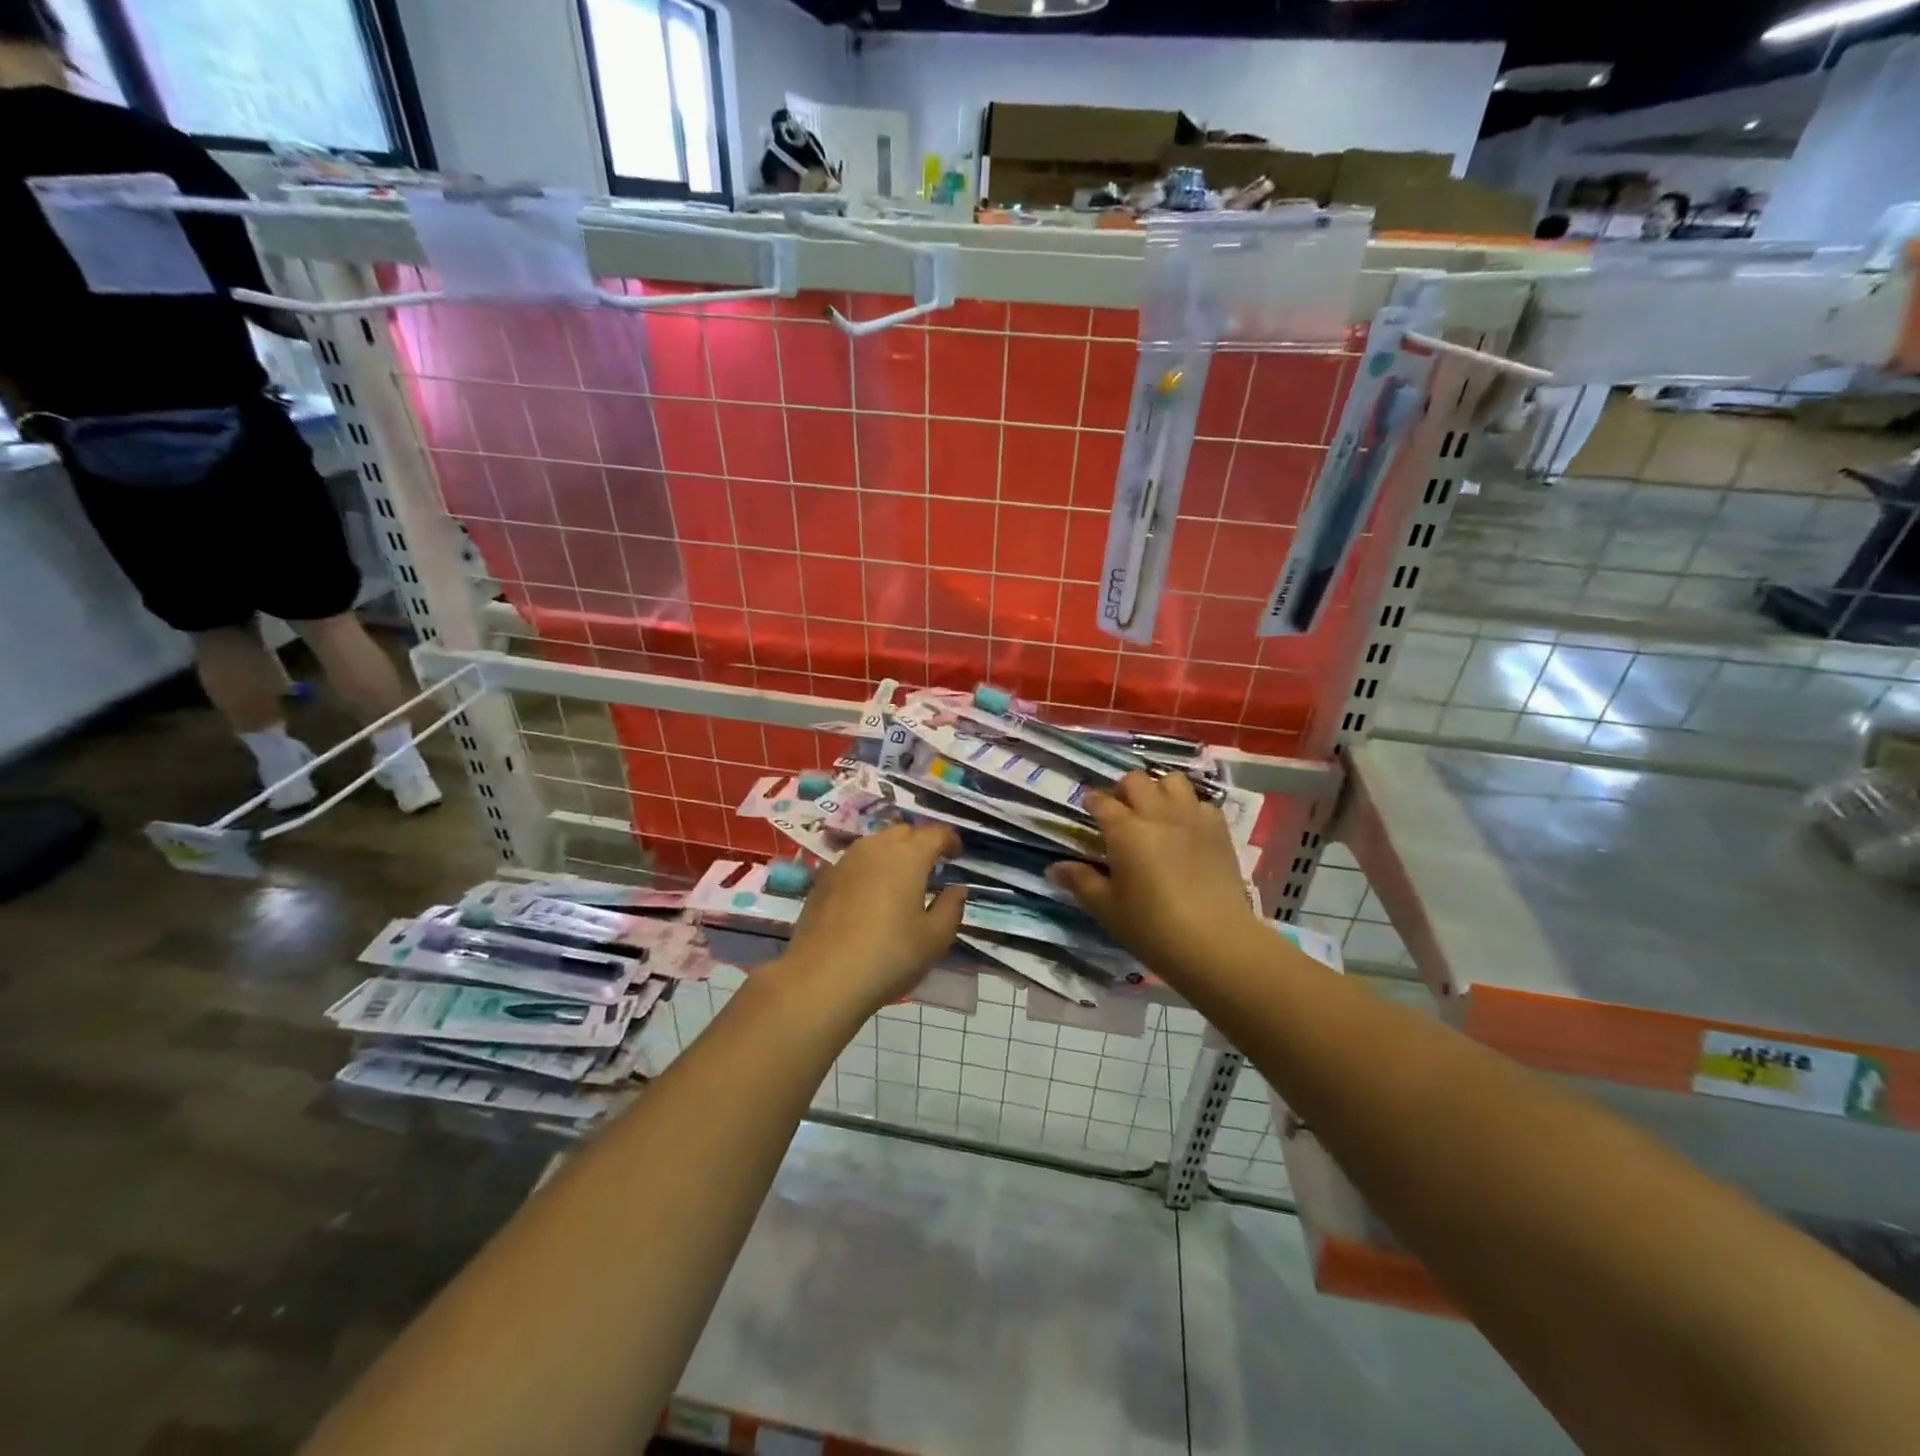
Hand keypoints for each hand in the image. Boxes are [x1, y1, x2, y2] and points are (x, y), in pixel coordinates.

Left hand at [781, 825, 966, 1014]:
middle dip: (919, 843)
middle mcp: (875, 848)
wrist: (822, 979)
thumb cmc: (889, 956)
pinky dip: (868, 870)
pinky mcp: (823, 880)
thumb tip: (956, 889)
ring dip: (892, 854)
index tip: (956, 853)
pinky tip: (869, 897)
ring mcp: (844, 862)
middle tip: (930, 867)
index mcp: (908, 856)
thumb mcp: (935, 939)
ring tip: (900, 880)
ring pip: (875, 844)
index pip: (934, 833)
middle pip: (903, 833)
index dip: (949, 840)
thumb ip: (951, 907)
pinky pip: (854, 863)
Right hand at [1049, 773, 1262, 979]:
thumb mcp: (1106, 908)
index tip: (1088, 809)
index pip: (1101, 801)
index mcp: (1124, 830)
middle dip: (1123, 790)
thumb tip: (1054, 868)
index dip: (1091, 801)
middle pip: (1136, 780)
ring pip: (1172, 781)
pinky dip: (1190, 808)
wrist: (1215, 941)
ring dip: (1159, 790)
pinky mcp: (1219, 830)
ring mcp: (1191, 817)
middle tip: (1120, 811)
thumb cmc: (1151, 926)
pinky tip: (1187, 829)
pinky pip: (1202, 803)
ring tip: (1155, 812)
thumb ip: (1080, 882)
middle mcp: (1157, 813)